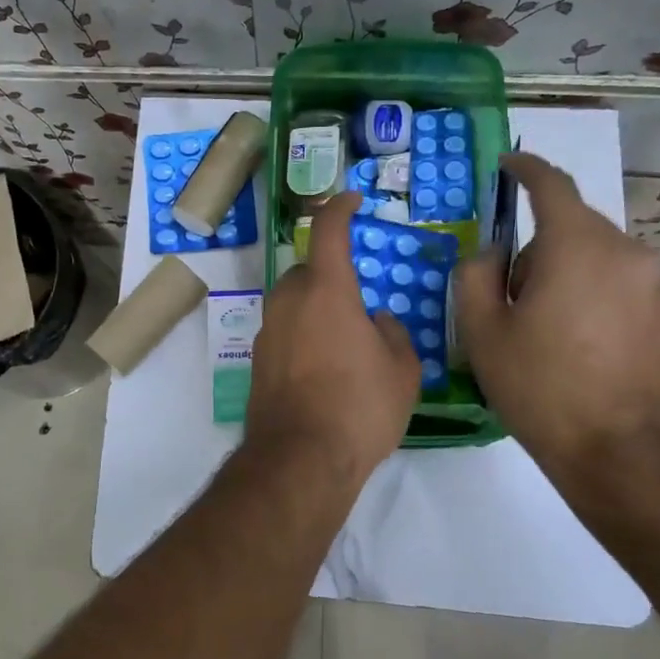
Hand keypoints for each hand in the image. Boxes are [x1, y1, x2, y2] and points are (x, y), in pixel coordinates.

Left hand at [245, 191, 420, 483]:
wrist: (300, 459)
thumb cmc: (359, 407)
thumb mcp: (402, 370)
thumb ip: (393, 333)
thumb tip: (378, 321)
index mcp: (326, 290)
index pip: (328, 230)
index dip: (340, 207)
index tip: (352, 200)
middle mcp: (289, 300)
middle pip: (307, 270)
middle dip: (330, 276)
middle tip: (358, 304)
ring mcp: (267, 330)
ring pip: (293, 302)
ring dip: (315, 308)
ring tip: (344, 343)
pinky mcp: (257, 360)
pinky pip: (284, 332)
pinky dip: (302, 336)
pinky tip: (323, 370)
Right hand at [454, 152, 659, 488]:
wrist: (624, 455)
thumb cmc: (541, 388)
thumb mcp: (481, 331)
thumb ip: (475, 273)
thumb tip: (495, 252)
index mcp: (576, 246)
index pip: (551, 185)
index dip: (526, 169)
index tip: (509, 165)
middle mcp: (628, 251)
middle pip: (575, 229)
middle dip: (543, 250)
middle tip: (519, 301)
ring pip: (606, 260)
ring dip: (579, 277)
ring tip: (562, 334)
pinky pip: (635, 289)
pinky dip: (611, 301)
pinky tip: (600, 349)